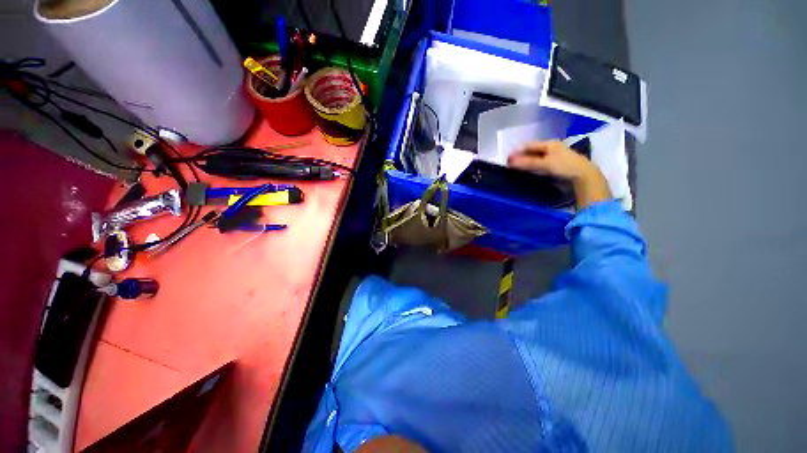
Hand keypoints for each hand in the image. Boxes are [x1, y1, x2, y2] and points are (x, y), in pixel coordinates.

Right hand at [508, 140, 610, 208]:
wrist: (586, 176)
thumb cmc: (565, 166)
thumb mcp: (545, 164)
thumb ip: (528, 163)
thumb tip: (510, 161)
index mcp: (550, 143)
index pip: (530, 145)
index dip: (519, 151)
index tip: (509, 158)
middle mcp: (555, 147)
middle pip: (537, 150)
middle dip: (526, 156)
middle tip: (515, 164)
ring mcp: (561, 157)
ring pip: (543, 158)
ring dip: (533, 162)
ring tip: (524, 169)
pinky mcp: (565, 166)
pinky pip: (549, 165)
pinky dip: (541, 167)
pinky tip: (539, 173)